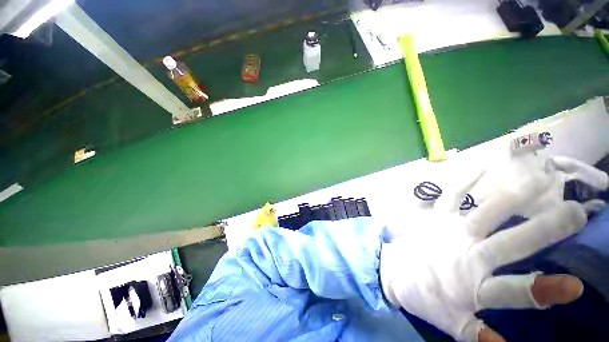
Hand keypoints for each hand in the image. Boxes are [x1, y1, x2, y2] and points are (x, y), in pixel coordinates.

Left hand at [380, 156, 607, 341]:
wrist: (393, 271)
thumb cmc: (425, 297)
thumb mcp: (453, 324)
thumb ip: (480, 335)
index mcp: (472, 285)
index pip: (514, 291)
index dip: (544, 291)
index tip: (577, 286)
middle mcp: (465, 253)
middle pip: (508, 243)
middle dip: (543, 230)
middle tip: (577, 211)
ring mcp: (448, 230)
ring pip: (483, 212)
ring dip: (510, 196)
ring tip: (538, 177)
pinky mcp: (433, 216)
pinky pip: (450, 196)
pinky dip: (465, 182)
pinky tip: (481, 167)